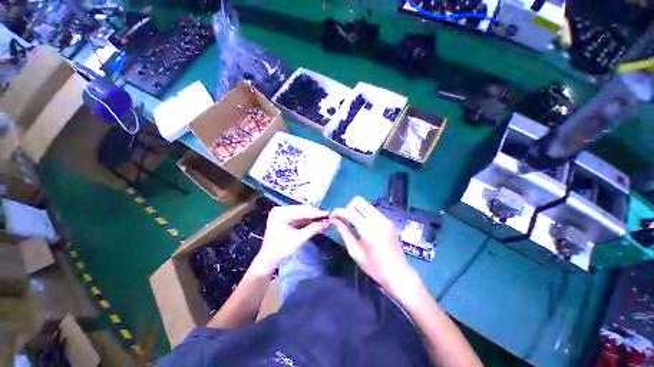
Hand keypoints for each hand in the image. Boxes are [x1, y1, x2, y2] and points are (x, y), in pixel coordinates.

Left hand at [255, 205, 329, 270]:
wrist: (268, 261)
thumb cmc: (280, 250)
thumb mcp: (298, 239)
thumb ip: (313, 229)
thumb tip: (328, 223)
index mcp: (280, 213)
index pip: (301, 211)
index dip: (316, 213)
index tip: (329, 213)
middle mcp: (281, 210)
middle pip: (302, 211)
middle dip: (315, 215)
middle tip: (329, 217)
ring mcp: (283, 215)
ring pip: (302, 215)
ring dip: (313, 218)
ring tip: (326, 219)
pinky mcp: (286, 220)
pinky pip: (300, 219)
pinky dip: (309, 222)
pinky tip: (318, 223)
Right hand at [330, 196, 416, 290]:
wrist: (399, 274)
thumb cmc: (375, 268)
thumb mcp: (356, 253)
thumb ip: (344, 234)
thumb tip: (334, 221)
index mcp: (369, 229)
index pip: (350, 212)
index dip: (339, 212)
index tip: (332, 216)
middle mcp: (378, 219)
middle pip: (359, 201)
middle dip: (348, 207)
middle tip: (344, 220)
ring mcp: (384, 219)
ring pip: (366, 204)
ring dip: (356, 210)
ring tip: (353, 224)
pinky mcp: (388, 221)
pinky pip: (372, 210)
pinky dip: (364, 213)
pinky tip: (362, 226)